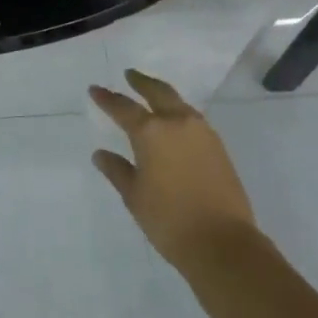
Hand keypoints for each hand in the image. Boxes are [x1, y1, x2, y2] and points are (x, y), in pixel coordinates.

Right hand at [89, 69, 260, 271]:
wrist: (223, 243)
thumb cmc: (169, 219)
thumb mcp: (134, 196)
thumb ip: (117, 170)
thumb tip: (100, 154)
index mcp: (151, 132)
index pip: (123, 108)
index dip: (107, 98)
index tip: (95, 89)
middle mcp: (177, 123)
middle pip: (157, 92)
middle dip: (141, 82)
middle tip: (129, 75)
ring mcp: (202, 133)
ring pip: (179, 103)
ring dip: (162, 95)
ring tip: (151, 95)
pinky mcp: (218, 147)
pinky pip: (193, 119)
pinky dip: (178, 113)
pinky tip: (174, 123)